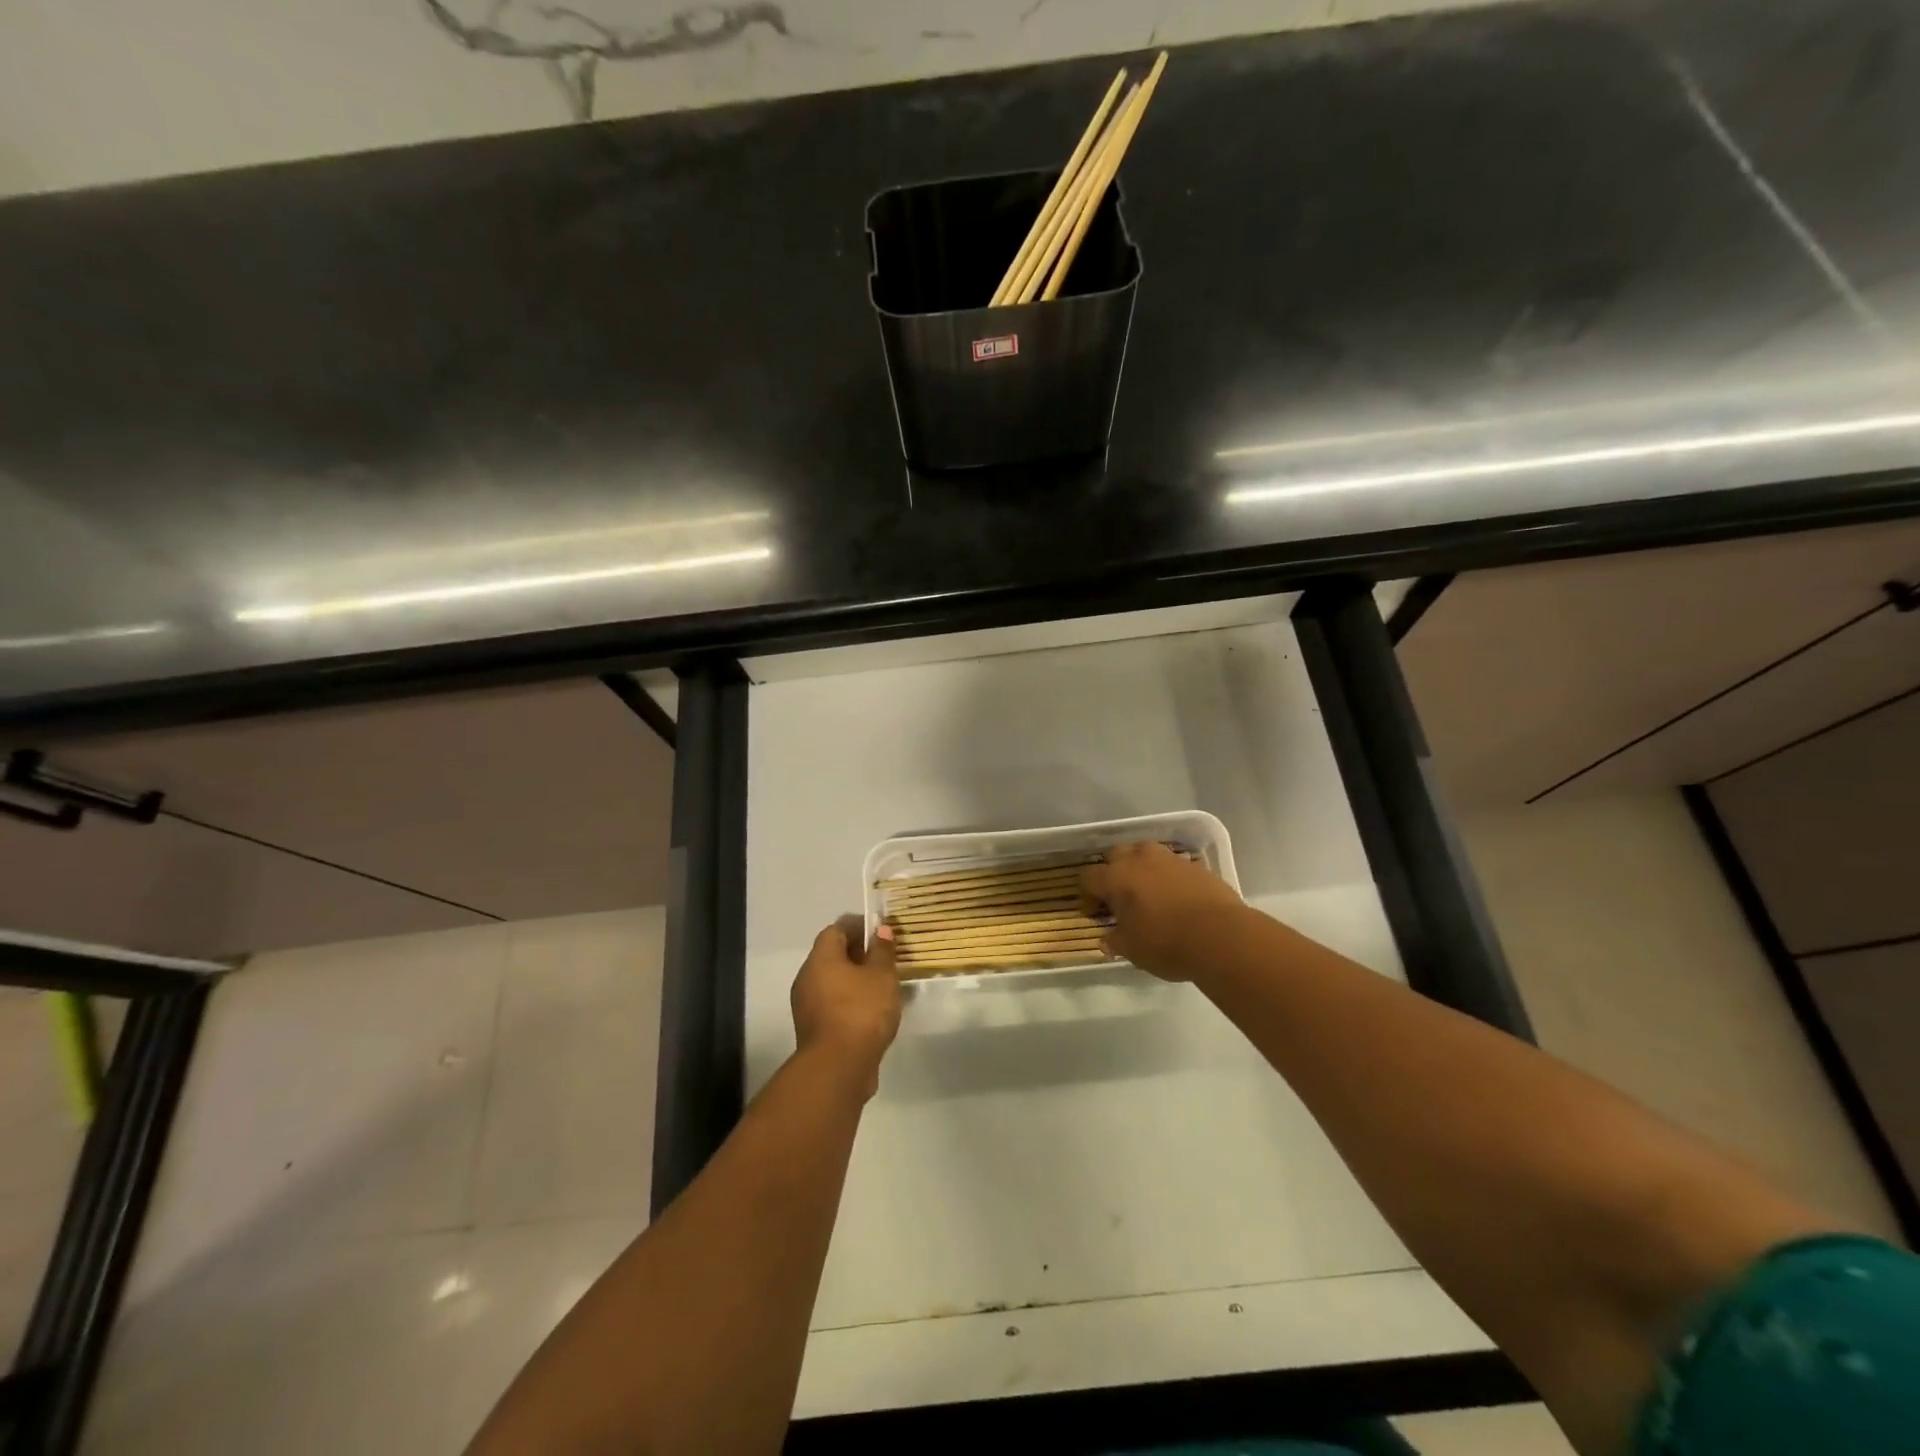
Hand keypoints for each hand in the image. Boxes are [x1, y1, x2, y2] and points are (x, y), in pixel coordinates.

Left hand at [791, 916, 900, 1094]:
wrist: (838, 1069)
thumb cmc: (861, 1012)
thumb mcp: (882, 976)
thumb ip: (882, 951)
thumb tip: (881, 930)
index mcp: (821, 959)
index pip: (836, 929)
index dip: (859, 925)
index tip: (881, 931)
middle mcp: (808, 978)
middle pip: (833, 955)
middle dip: (859, 953)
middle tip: (887, 958)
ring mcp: (808, 1006)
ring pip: (834, 982)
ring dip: (857, 979)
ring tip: (885, 985)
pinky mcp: (815, 1029)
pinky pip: (834, 1004)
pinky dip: (852, 1001)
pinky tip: (875, 1011)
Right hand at [1081, 841, 1245, 981]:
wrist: (1221, 936)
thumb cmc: (1166, 943)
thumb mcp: (1132, 949)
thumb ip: (1115, 940)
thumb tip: (1107, 938)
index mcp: (1116, 877)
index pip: (1089, 877)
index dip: (1087, 895)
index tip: (1095, 914)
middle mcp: (1139, 859)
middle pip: (1115, 855)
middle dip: (1112, 873)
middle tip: (1119, 898)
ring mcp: (1169, 859)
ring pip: (1145, 853)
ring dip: (1140, 868)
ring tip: (1147, 893)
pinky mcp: (1195, 865)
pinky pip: (1171, 865)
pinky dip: (1167, 876)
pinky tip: (1174, 897)